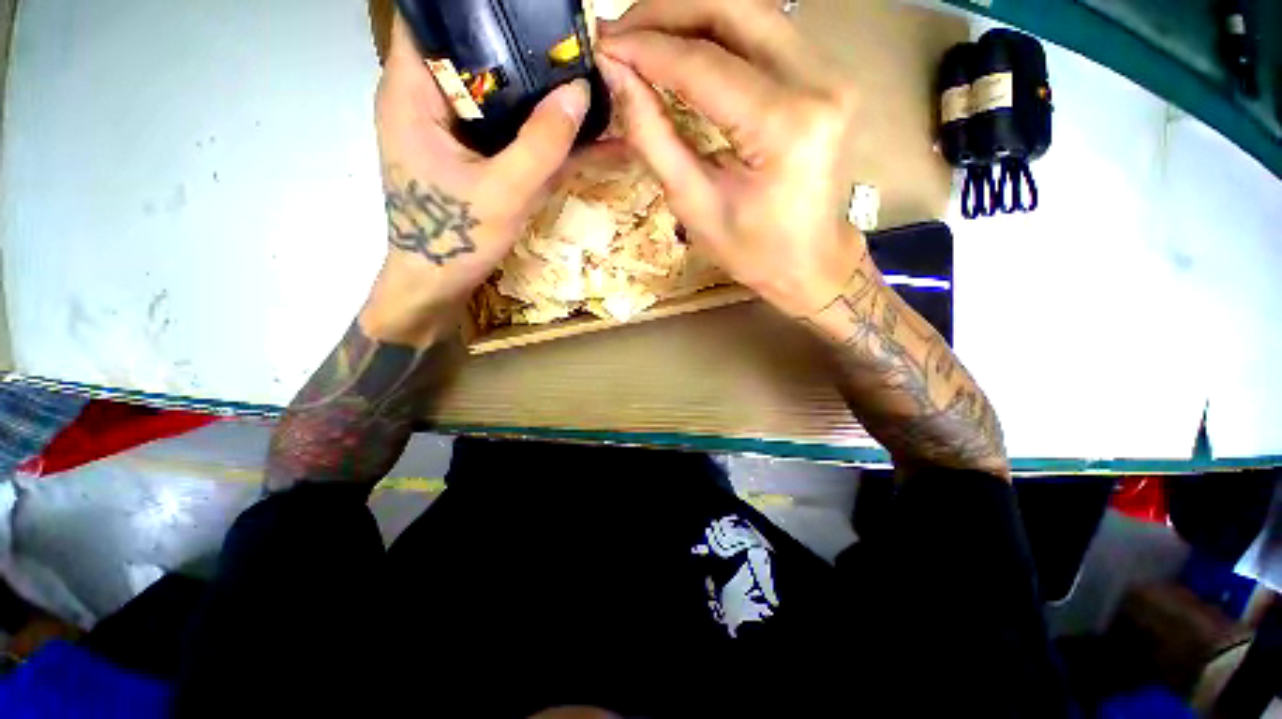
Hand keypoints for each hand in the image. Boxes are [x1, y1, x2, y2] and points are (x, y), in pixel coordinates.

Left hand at [365, 13, 590, 344]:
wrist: (438, 283)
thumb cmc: (456, 238)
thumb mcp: (505, 192)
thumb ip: (542, 144)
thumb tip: (580, 91)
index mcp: (411, 92)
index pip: (434, 19)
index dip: (477, 6)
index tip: (530, 12)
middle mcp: (425, 99)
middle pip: (469, 50)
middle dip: (518, 47)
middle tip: (568, 48)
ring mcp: (446, 127)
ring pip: (490, 89)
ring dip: (530, 87)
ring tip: (575, 80)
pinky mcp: (466, 152)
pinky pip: (500, 126)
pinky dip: (529, 124)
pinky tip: (564, 126)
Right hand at [597, 0, 864, 317]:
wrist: (810, 261)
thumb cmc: (753, 250)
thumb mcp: (695, 205)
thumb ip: (654, 136)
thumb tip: (617, 75)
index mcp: (784, 128)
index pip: (705, 65)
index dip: (647, 48)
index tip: (603, 45)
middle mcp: (818, 84)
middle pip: (734, 10)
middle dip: (667, 12)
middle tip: (620, 30)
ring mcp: (829, 74)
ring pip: (751, 12)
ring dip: (691, 15)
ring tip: (644, 35)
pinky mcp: (825, 77)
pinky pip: (764, 34)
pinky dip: (718, 32)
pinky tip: (684, 47)